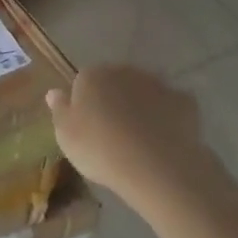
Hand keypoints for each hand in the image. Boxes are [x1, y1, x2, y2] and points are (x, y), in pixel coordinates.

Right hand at [46, 65, 212, 201]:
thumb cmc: (100, 149)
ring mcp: (157, 84)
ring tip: (140, 138)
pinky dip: (167, 117)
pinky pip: (171, 106)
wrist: (154, 165)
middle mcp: (124, 72)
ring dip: (141, 106)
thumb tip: (54, 92)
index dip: (85, 103)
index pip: (83, 81)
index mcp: (91, 76)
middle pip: (115, 82)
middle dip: (114, 100)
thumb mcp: (66, 135)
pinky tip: (165, 139)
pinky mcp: (184, 101)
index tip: (87, 126)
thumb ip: (59, 110)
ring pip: (144, 92)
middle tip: (113, 132)